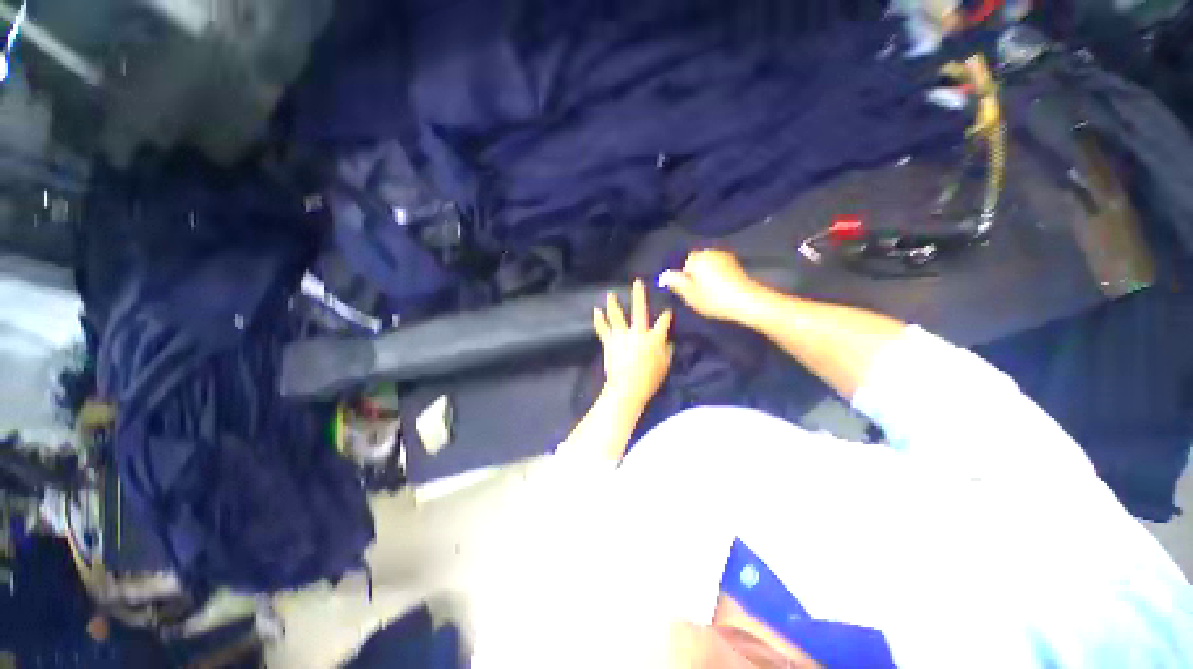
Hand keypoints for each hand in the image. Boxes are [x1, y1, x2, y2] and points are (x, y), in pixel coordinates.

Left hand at [593, 279, 673, 407]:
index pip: (663, 322)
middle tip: (637, 282)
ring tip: (610, 294)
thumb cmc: (649, 379)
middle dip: (639, 295)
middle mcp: (638, 333)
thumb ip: (667, 351)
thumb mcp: (665, 365)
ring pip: (617, 316)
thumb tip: (667, 341)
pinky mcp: (609, 343)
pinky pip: (603, 329)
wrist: (627, 388)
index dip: (666, 315)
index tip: (667, 310)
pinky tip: (596, 311)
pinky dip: (599, 320)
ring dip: (613, 304)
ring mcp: (622, 336)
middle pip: (639, 310)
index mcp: (654, 338)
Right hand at [659, 249, 764, 323]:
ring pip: (709, 266)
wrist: (747, 301)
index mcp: (697, 258)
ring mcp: (726, 257)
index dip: (685, 278)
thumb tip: (664, 275)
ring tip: (710, 294)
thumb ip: (676, 283)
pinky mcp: (737, 265)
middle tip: (699, 295)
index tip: (689, 293)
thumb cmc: (714, 299)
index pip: (684, 264)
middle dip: (696, 275)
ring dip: (708, 276)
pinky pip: (721, 269)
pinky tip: (722, 290)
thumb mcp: (690, 295)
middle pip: (697, 263)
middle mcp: (711, 252)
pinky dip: (719, 277)